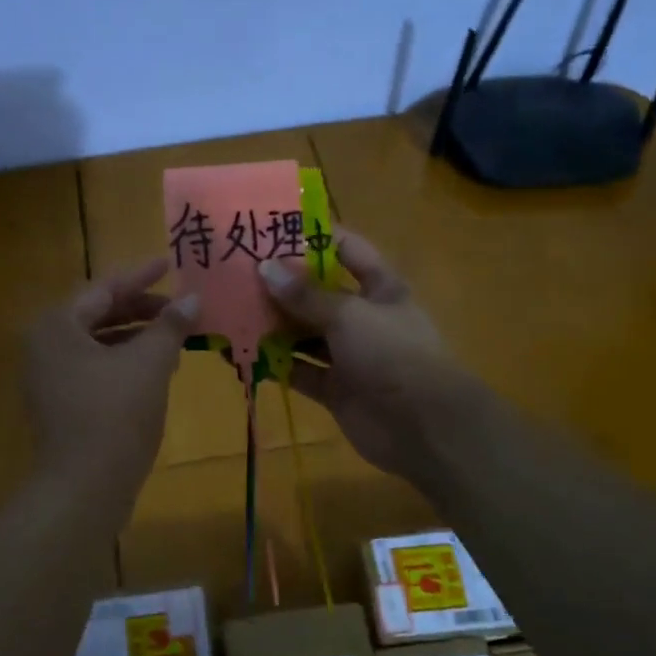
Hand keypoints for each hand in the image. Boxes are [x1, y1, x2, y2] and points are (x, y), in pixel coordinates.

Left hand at [25, 260, 197, 496]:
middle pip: (98, 314)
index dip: (141, 276)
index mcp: (57, 326)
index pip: (104, 289)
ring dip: (137, 337)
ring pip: (98, 343)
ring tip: (175, 337)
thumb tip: (193, 298)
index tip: (170, 263)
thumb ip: (169, 326)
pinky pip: (95, 368)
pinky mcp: (60, 404)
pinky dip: (125, 362)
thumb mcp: (149, 364)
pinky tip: (157, 369)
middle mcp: (44, 346)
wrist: (83, 488)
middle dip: (141, 309)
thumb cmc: (115, 415)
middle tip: (179, 305)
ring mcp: (49, 378)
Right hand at [260, 232, 484, 487]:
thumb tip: (264, 267)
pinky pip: (300, 371)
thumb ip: (305, 295)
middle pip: (318, 294)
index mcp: (380, 288)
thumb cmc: (392, 354)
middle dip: (282, 284)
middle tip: (236, 272)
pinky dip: (276, 365)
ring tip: (230, 310)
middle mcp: (363, 317)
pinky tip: (243, 354)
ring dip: (274, 325)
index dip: (314, 237)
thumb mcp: (349, 315)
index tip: (272, 228)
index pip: (346, 250)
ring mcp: (349, 355)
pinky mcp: (335, 389)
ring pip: (305, 334)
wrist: (424, 427)